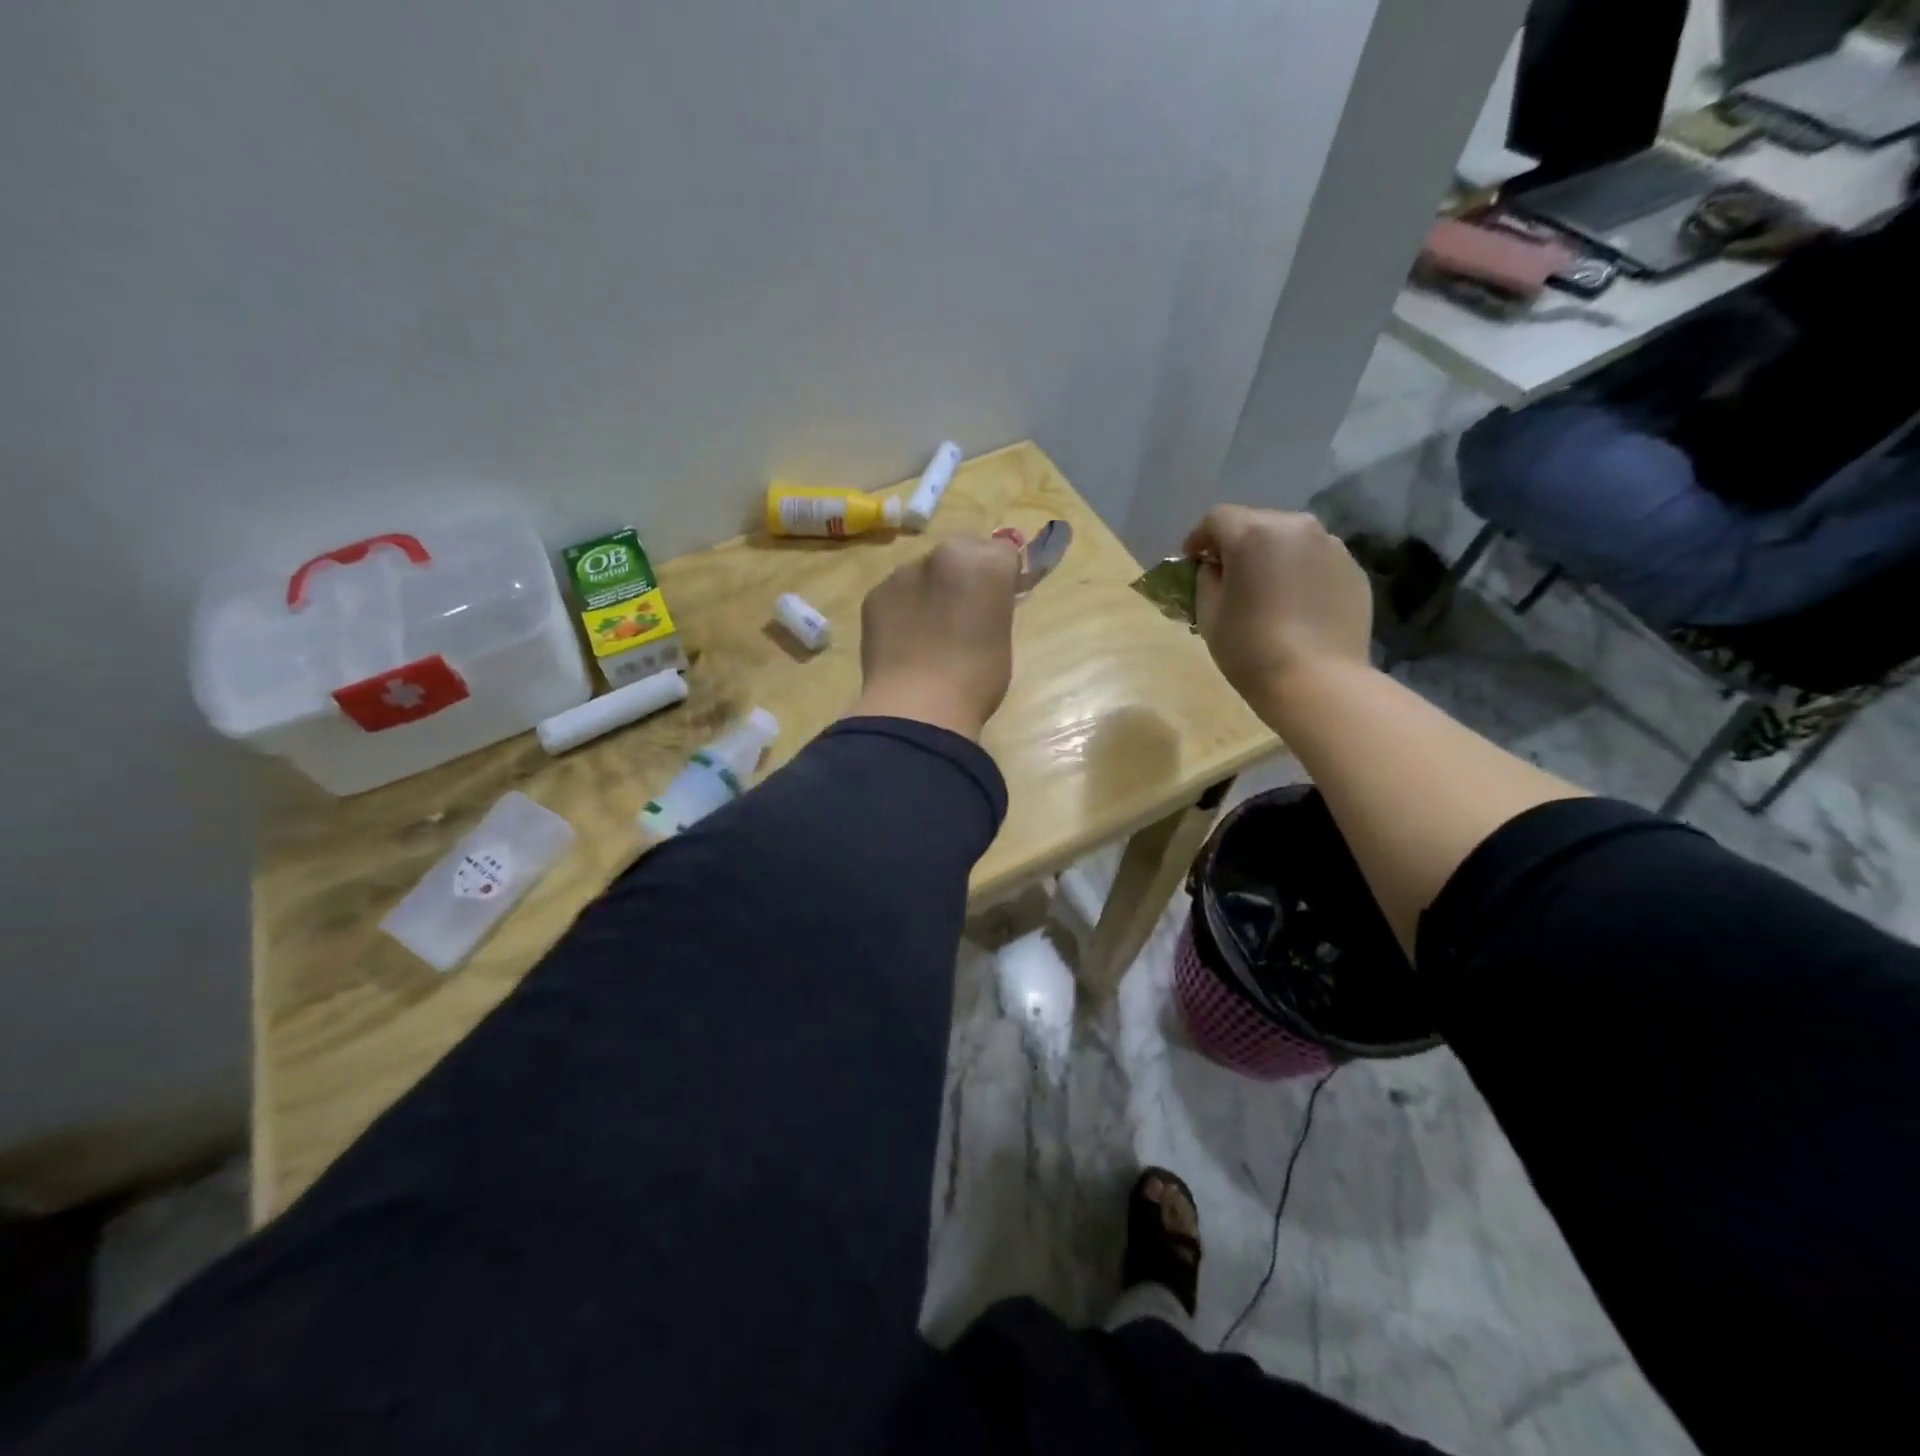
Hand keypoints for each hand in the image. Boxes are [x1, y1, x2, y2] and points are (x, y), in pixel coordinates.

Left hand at [851, 536, 1020, 739]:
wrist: (918, 707)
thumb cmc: (976, 679)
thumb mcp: (1001, 637)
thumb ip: (994, 605)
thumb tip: (982, 602)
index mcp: (985, 563)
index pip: (1003, 552)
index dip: (1003, 575)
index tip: (1000, 599)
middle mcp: (943, 555)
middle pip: (961, 550)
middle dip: (964, 573)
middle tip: (964, 613)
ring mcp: (903, 572)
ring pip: (924, 571)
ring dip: (931, 589)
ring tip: (929, 631)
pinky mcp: (874, 594)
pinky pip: (896, 592)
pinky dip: (902, 608)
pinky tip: (904, 640)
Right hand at [1183, 506, 1372, 712]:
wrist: (1317, 681)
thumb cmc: (1250, 648)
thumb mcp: (1209, 613)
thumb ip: (1207, 579)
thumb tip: (1216, 568)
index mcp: (1254, 534)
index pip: (1217, 519)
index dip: (1199, 539)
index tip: (1192, 563)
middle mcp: (1296, 527)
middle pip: (1257, 523)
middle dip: (1238, 544)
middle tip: (1229, 576)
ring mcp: (1332, 546)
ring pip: (1291, 540)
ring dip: (1273, 556)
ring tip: (1267, 590)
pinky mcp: (1354, 570)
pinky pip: (1317, 561)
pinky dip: (1301, 573)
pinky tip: (1296, 606)